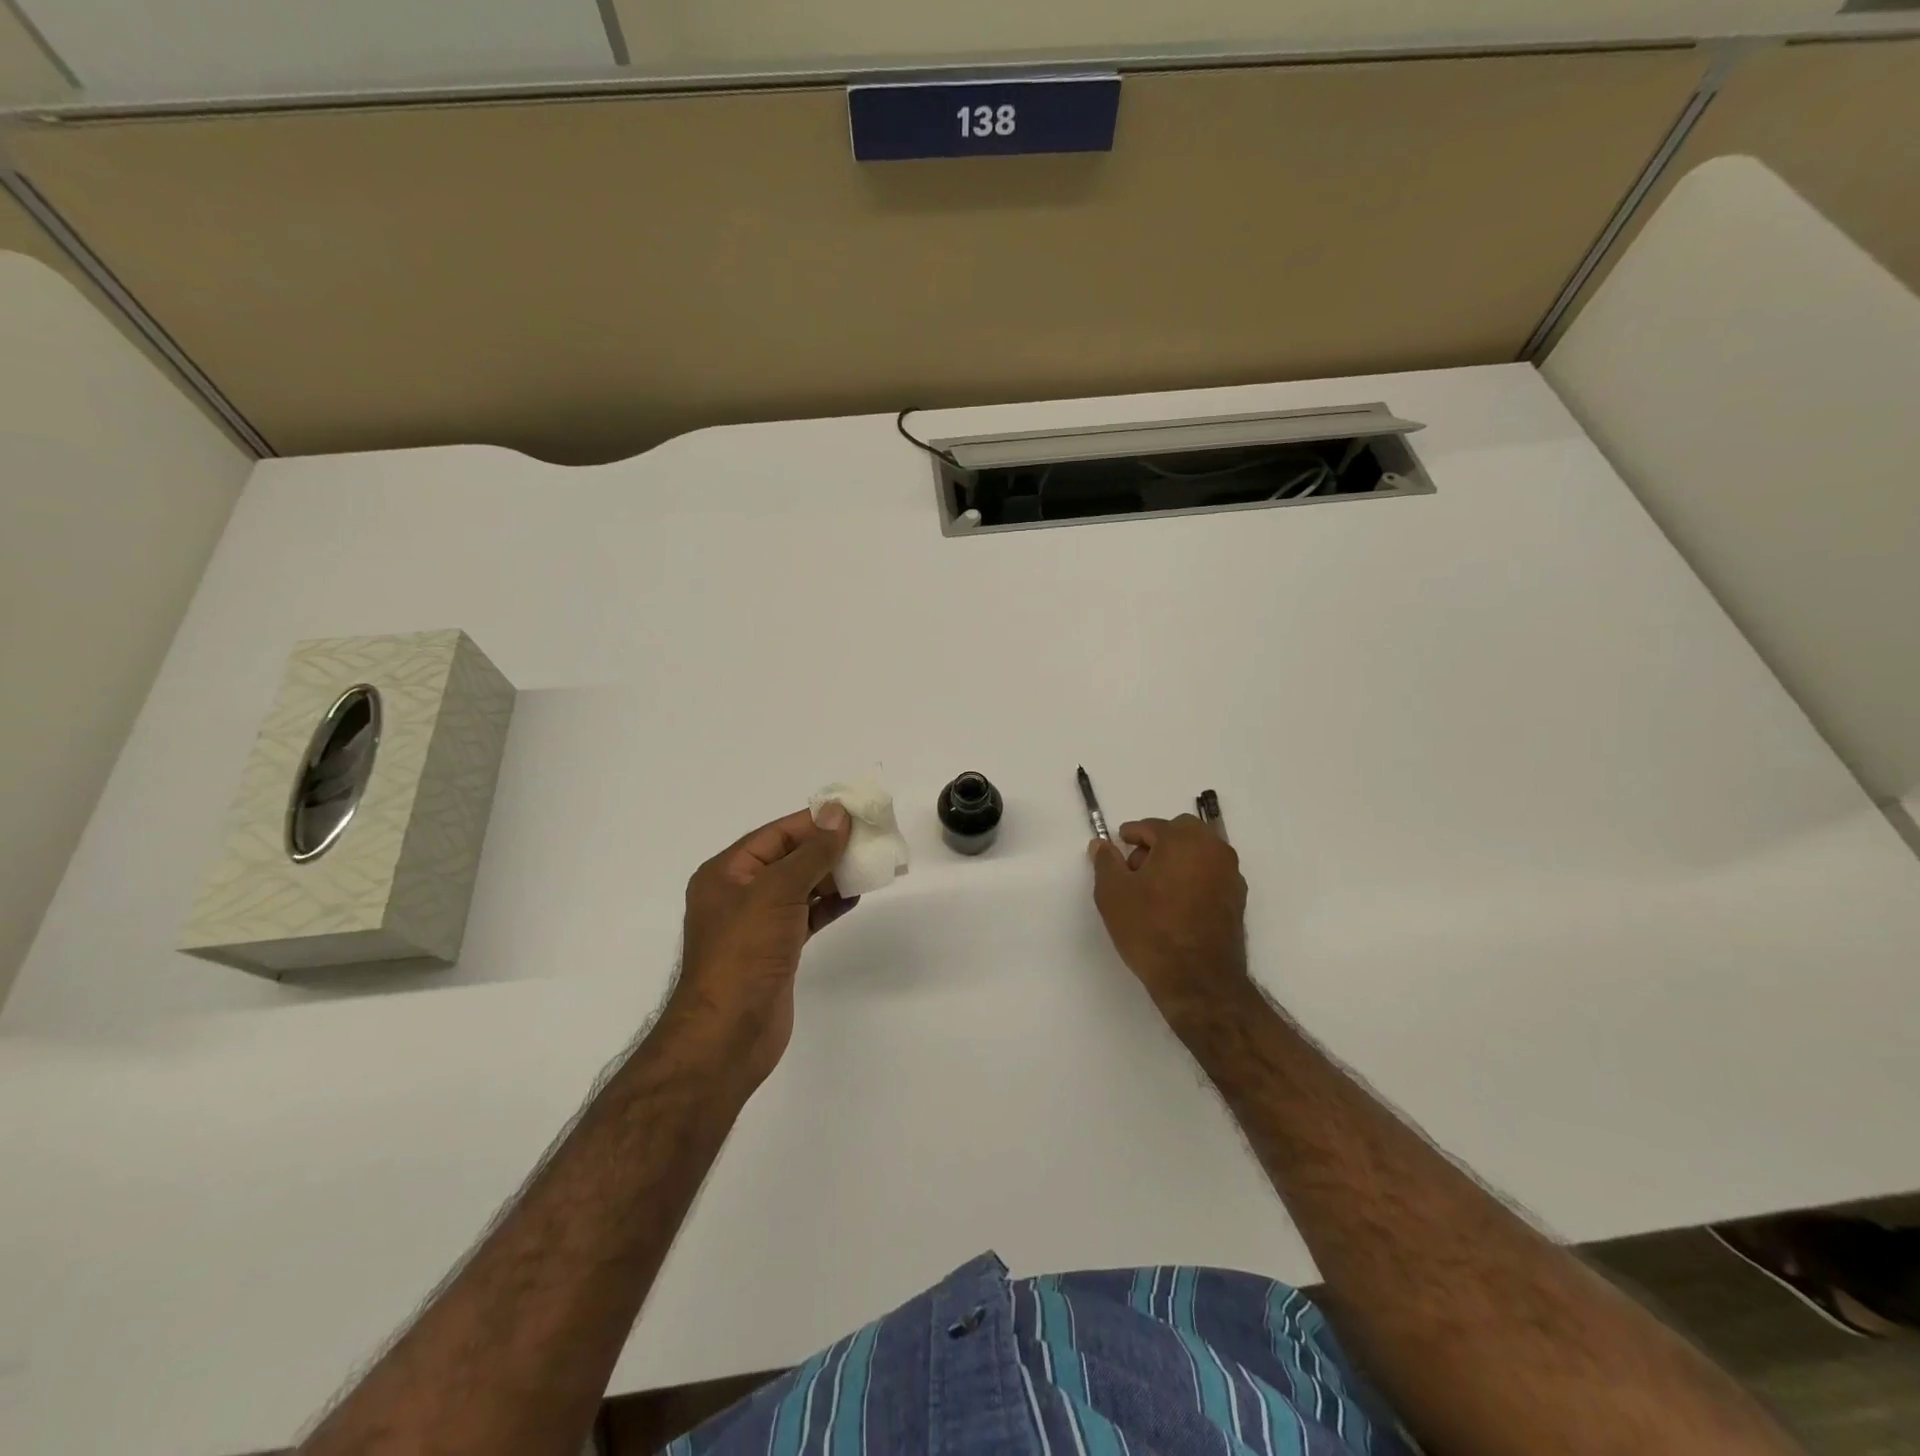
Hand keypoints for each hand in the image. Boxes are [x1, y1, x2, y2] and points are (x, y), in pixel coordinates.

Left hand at [670, 805, 856, 1087]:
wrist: (728, 1035)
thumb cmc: (745, 953)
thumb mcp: (777, 892)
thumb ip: (811, 852)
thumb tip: (837, 813)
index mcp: (727, 872)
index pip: (777, 834)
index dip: (815, 822)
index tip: (855, 813)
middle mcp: (740, 893)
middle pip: (790, 858)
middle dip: (829, 848)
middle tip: (872, 838)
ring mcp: (758, 924)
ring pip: (802, 888)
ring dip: (834, 876)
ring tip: (872, 864)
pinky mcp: (776, 950)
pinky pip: (807, 916)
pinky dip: (830, 905)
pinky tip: (856, 897)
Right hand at [1090, 815, 1248, 1017]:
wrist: (1198, 980)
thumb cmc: (1150, 930)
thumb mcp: (1113, 894)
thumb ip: (1106, 862)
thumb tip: (1101, 844)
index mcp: (1183, 840)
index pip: (1151, 826)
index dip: (1130, 835)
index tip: (1118, 848)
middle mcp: (1213, 849)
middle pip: (1181, 832)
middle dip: (1158, 843)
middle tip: (1136, 869)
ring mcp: (1230, 874)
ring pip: (1199, 852)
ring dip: (1178, 859)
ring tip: (1156, 889)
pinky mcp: (1238, 898)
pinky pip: (1211, 874)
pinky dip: (1194, 877)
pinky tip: (1177, 904)